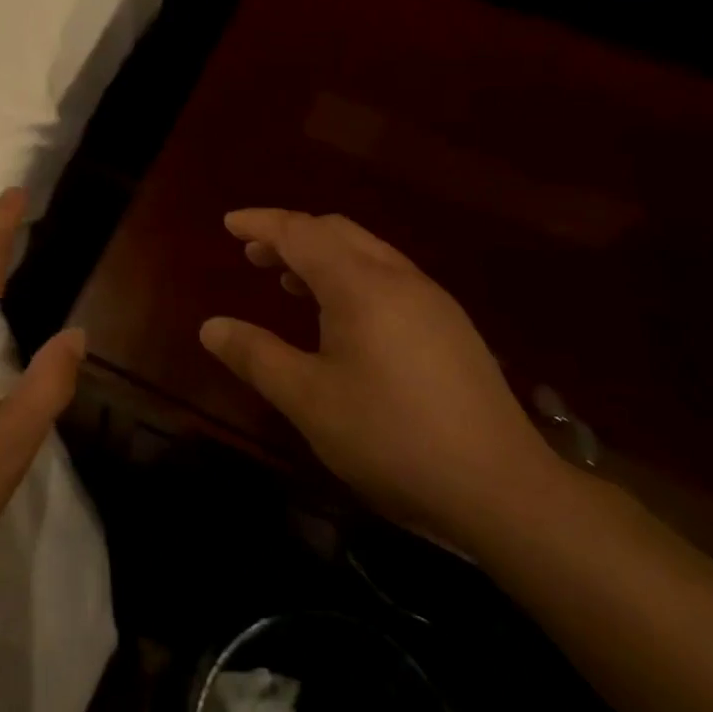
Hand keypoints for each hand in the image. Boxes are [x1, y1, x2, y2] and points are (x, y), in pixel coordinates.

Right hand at [199, 208, 564, 544]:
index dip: (261, 223)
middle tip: (253, 255)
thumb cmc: (391, 437)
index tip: (229, 223)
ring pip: (367, 252)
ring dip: (322, 256)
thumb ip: (257, 356)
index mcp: (361, 286)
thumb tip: (211, 327)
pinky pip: (389, 277)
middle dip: (290, 235)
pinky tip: (343, 319)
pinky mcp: (451, 326)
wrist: (501, 487)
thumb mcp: (309, 400)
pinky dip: (351, 277)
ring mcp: (432, 300)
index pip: (301, 232)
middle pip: (336, 232)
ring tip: (289, 283)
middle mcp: (399, 278)